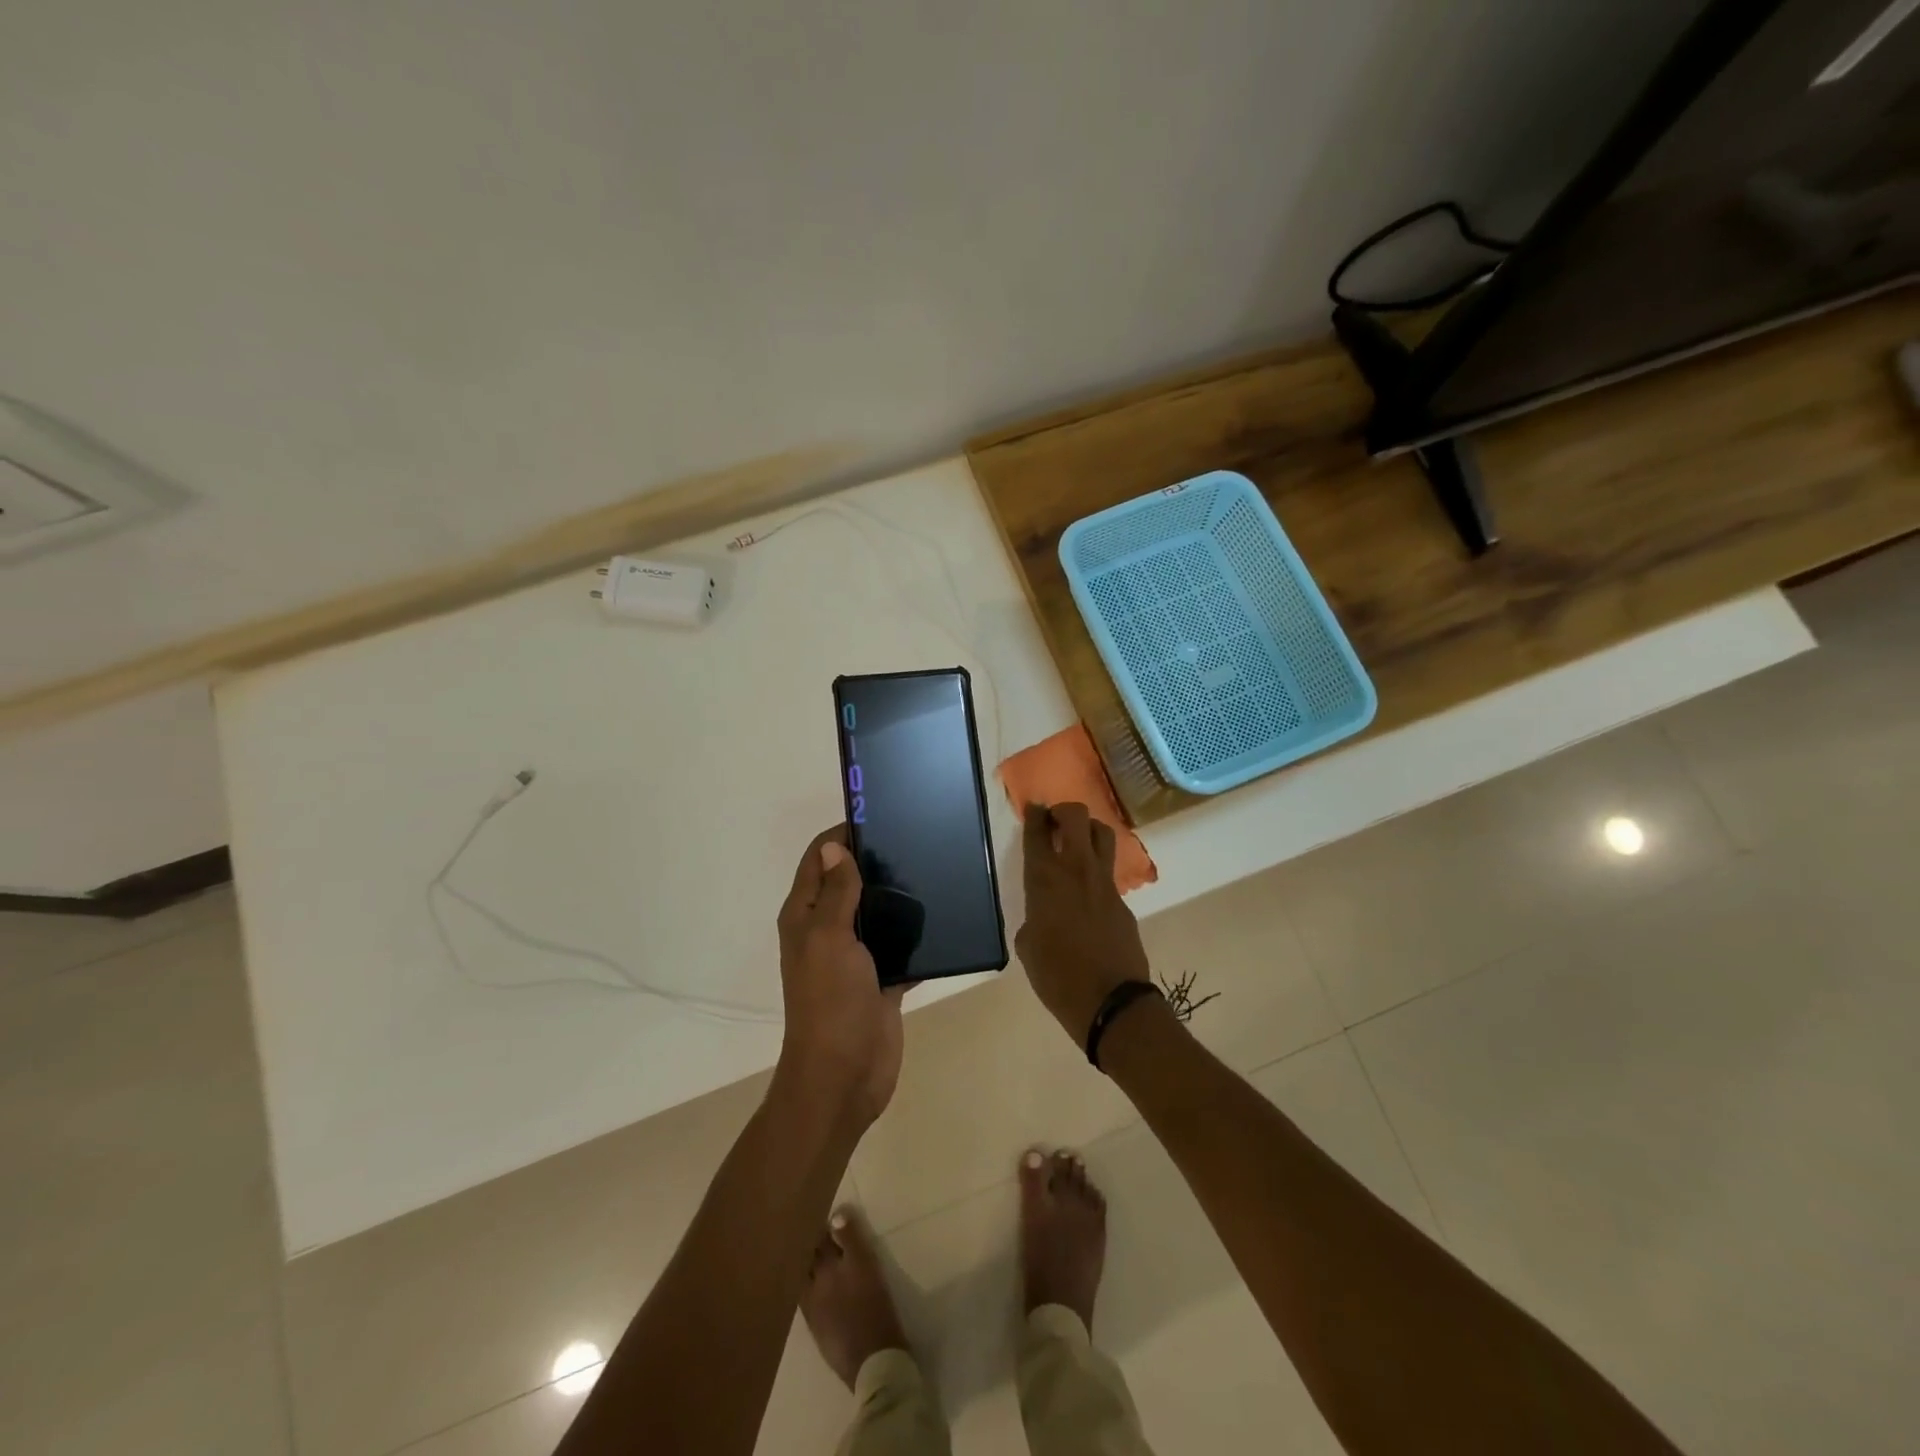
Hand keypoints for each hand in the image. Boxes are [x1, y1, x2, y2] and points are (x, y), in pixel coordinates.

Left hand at [776, 825, 905, 1129]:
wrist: (845, 1076)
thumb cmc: (831, 1001)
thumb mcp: (829, 939)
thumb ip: (835, 894)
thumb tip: (832, 847)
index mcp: (805, 917)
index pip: (819, 860)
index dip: (842, 835)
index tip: (879, 815)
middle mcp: (827, 931)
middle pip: (849, 883)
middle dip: (876, 861)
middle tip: (916, 839)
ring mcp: (855, 956)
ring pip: (876, 913)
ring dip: (898, 895)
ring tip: (934, 868)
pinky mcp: (881, 978)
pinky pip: (900, 946)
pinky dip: (916, 933)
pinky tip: (944, 915)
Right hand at [1015, 803, 1151, 1043]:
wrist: (1110, 1001)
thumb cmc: (1056, 977)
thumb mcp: (1028, 947)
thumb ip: (1034, 918)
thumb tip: (1043, 915)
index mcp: (1044, 879)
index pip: (1037, 832)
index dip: (1034, 814)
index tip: (1033, 808)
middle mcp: (1076, 870)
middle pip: (1076, 816)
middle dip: (1064, 812)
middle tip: (1054, 824)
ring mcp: (1104, 882)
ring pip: (1102, 833)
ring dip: (1088, 830)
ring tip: (1077, 844)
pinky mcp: (1123, 900)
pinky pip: (1109, 870)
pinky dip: (1098, 868)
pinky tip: (1088, 889)